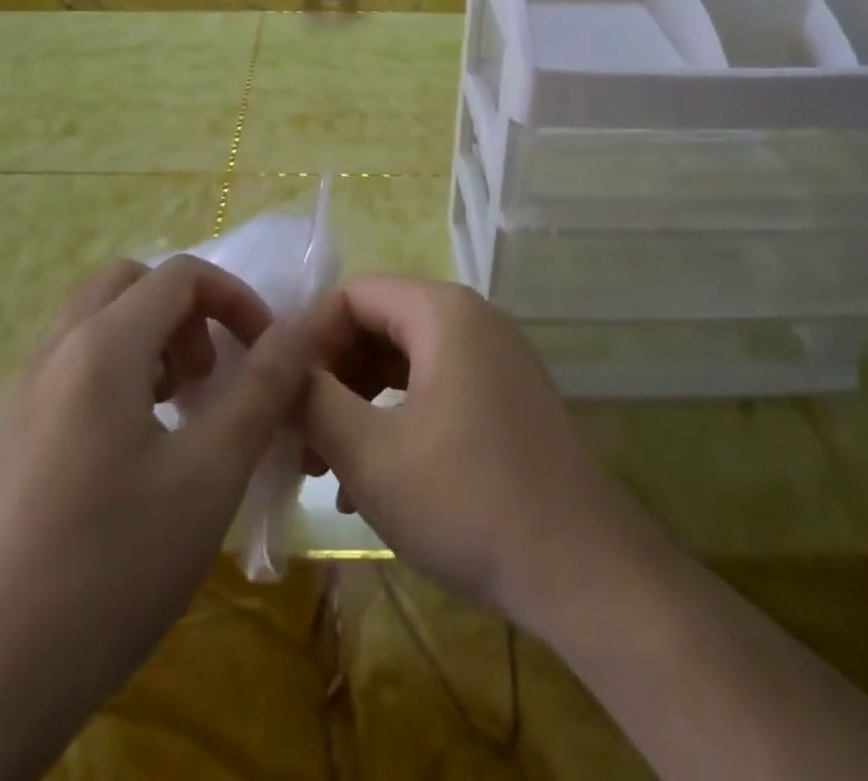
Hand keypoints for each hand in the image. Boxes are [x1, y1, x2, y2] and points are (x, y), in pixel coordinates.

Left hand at [0, 255, 311, 780]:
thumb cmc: (110, 568)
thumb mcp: (210, 475)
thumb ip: (262, 389)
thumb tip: (299, 330)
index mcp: (101, 346)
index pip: (181, 274)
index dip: (236, 299)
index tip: (267, 354)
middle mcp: (54, 351)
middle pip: (132, 283)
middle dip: (188, 312)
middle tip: (213, 375)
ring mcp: (22, 394)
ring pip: (97, 322)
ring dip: (152, 339)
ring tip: (181, 410)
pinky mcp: (8, 436)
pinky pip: (72, 365)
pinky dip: (118, 371)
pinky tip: (135, 448)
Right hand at [305, 275, 639, 630]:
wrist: (585, 571)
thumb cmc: (467, 500)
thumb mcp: (370, 454)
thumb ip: (313, 401)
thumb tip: (281, 370)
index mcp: (441, 311)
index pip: (353, 295)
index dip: (309, 338)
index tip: (283, 394)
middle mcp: (472, 319)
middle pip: (378, 324)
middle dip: (332, 377)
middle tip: (299, 436)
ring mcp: (495, 358)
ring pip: (404, 361)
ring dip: (359, 405)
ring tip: (325, 468)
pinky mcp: (506, 397)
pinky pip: (435, 387)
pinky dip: (396, 420)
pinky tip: (372, 483)